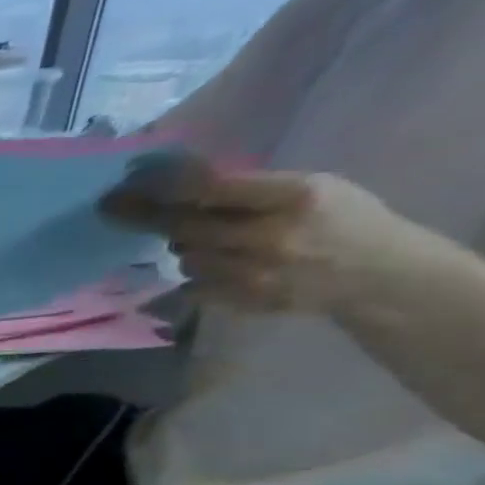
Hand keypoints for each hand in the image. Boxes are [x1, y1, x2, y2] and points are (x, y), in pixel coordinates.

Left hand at [99, 157, 417, 312]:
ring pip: (184, 258)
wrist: (374, 274)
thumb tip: (178, 183)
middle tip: (110, 207)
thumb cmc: (339, 219)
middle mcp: (268, 236)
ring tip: (212, 240)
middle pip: (184, 227)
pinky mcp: (240, 301)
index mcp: (294, 196)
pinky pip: (192, 285)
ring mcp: (252, 274)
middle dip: (144, 215)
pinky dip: (196, 274)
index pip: (211, 189)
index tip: (127, 183)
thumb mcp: (310, 187)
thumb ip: (249, 188)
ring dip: (185, 247)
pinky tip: (221, 266)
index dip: (164, 185)